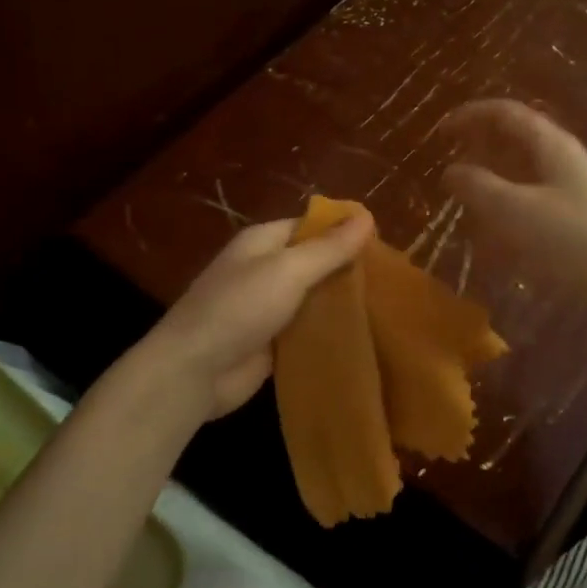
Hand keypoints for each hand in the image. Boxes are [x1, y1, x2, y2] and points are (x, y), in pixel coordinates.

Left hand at [141, 212, 373, 419]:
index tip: (382, 242)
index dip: (342, 231)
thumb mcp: (288, 270)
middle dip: (347, 269)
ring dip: (341, 303)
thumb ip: (328, 248)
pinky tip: (362, 337)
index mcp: (262, 242)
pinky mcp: (271, 342)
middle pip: (313, 262)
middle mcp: (264, 270)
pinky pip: (306, 330)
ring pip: (313, 298)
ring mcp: (267, 308)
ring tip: (387, 307)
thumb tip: (366, 216)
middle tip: (392, 280)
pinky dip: (328, 331)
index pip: (309, 226)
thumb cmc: (239, 308)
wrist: (195, 370)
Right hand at [440, 99, 586, 304]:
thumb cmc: (569, 239)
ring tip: (465, 202)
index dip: (470, 116)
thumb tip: (451, 171)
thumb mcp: (513, 210)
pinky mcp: (576, 217)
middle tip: (449, 166)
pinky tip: (494, 236)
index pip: (505, 113)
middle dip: (479, 149)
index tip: (440, 133)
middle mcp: (562, 159)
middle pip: (515, 140)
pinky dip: (508, 209)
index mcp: (549, 145)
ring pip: (523, 172)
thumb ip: (477, 186)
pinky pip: (532, 201)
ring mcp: (572, 188)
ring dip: (492, 180)